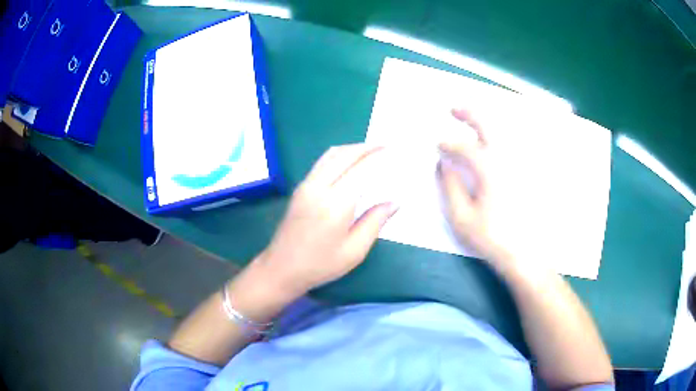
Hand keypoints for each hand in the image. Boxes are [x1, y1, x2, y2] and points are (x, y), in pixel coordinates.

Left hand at [256, 144, 397, 296]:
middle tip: (386, 145)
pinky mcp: (300, 188)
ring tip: (371, 149)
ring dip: (352, 148)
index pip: (361, 169)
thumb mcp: (354, 250)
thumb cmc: (320, 265)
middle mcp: (319, 187)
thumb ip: (375, 222)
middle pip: (345, 155)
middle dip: (367, 147)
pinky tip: (349, 161)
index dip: (379, 157)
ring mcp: (306, 185)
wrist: (282, 268)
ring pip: (331, 154)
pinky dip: (340, 155)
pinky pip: (322, 162)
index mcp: (336, 204)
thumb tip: (394, 202)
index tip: (394, 151)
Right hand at [437, 108, 525, 272]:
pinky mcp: (527, 174)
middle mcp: (507, 160)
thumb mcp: (461, 217)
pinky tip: (494, 142)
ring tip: (472, 120)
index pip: (464, 147)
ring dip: (486, 123)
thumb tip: (443, 164)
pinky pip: (514, 146)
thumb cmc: (491, 237)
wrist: (524, 253)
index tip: (438, 146)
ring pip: (503, 133)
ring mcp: (520, 165)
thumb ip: (450, 186)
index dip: (448, 144)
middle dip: (469, 114)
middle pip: (488, 126)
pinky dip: (501, 138)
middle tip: (454, 109)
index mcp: (489, 168)